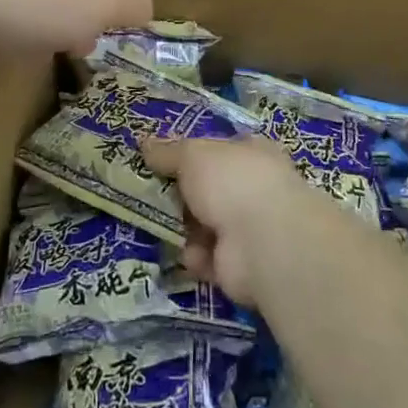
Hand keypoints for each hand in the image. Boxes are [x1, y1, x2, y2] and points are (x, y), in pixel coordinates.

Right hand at [139, 135, 316, 306]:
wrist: (262, 242)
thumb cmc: (231, 182)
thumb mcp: (193, 155)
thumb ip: (169, 152)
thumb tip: (144, 142)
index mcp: (251, 153)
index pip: (220, 149)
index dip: (193, 154)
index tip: (163, 160)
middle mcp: (253, 188)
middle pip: (209, 189)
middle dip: (182, 195)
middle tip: (152, 195)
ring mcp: (249, 228)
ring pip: (205, 224)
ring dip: (185, 228)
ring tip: (165, 226)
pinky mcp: (240, 265)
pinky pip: (208, 257)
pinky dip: (196, 257)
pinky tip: (191, 254)